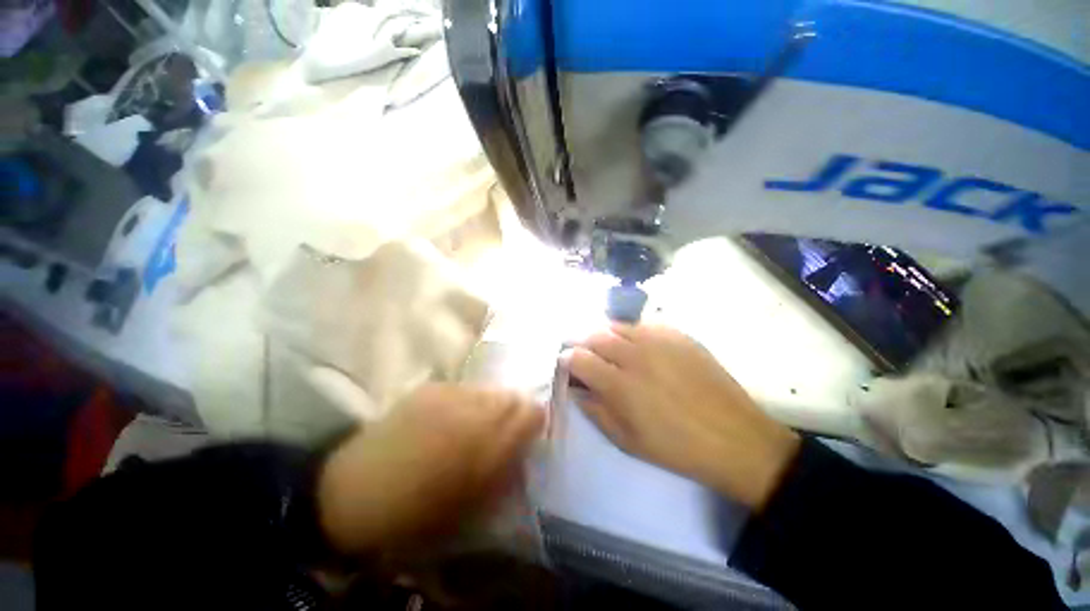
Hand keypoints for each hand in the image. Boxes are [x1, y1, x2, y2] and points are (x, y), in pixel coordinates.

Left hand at [316, 384, 545, 553]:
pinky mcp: (431, 388)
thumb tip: (523, 446)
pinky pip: (464, 388)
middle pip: (513, 396)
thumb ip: (506, 469)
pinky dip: (465, 402)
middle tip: (498, 433)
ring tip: (470, 425)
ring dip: (489, 406)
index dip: (534, 423)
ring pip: (489, 390)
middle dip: (513, 413)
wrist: (355, 493)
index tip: (527, 436)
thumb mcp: (474, 505)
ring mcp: (451, 394)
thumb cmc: (418, 514)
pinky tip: (445, 420)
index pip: (532, 413)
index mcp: (490, 446)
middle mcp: (476, 411)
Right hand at [568, 323, 799, 510]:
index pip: (579, 358)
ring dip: (606, 335)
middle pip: (595, 336)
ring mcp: (659, 341)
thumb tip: (576, 388)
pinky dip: (632, 332)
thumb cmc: (676, 447)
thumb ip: (595, 410)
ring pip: (618, 325)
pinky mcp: (679, 335)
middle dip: (583, 344)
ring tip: (610, 349)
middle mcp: (635, 355)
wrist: (735, 438)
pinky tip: (638, 346)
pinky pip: (644, 324)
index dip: (567, 359)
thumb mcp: (626, 441)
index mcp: (620, 385)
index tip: (567, 364)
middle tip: (586, 355)